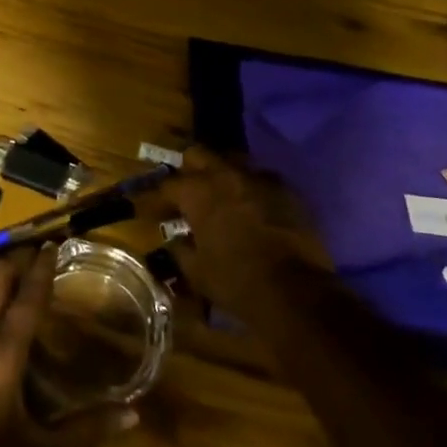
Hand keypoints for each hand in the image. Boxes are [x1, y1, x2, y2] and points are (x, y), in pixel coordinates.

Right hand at [149, 149, 324, 317]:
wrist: (296, 292)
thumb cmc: (236, 281)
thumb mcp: (196, 272)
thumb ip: (180, 250)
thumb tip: (175, 242)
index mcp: (198, 192)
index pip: (167, 185)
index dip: (156, 197)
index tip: (150, 209)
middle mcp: (226, 175)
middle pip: (199, 154)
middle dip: (188, 168)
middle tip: (185, 190)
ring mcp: (260, 179)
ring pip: (234, 162)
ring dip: (223, 174)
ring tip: (221, 195)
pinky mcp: (287, 191)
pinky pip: (263, 180)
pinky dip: (252, 190)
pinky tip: (253, 207)